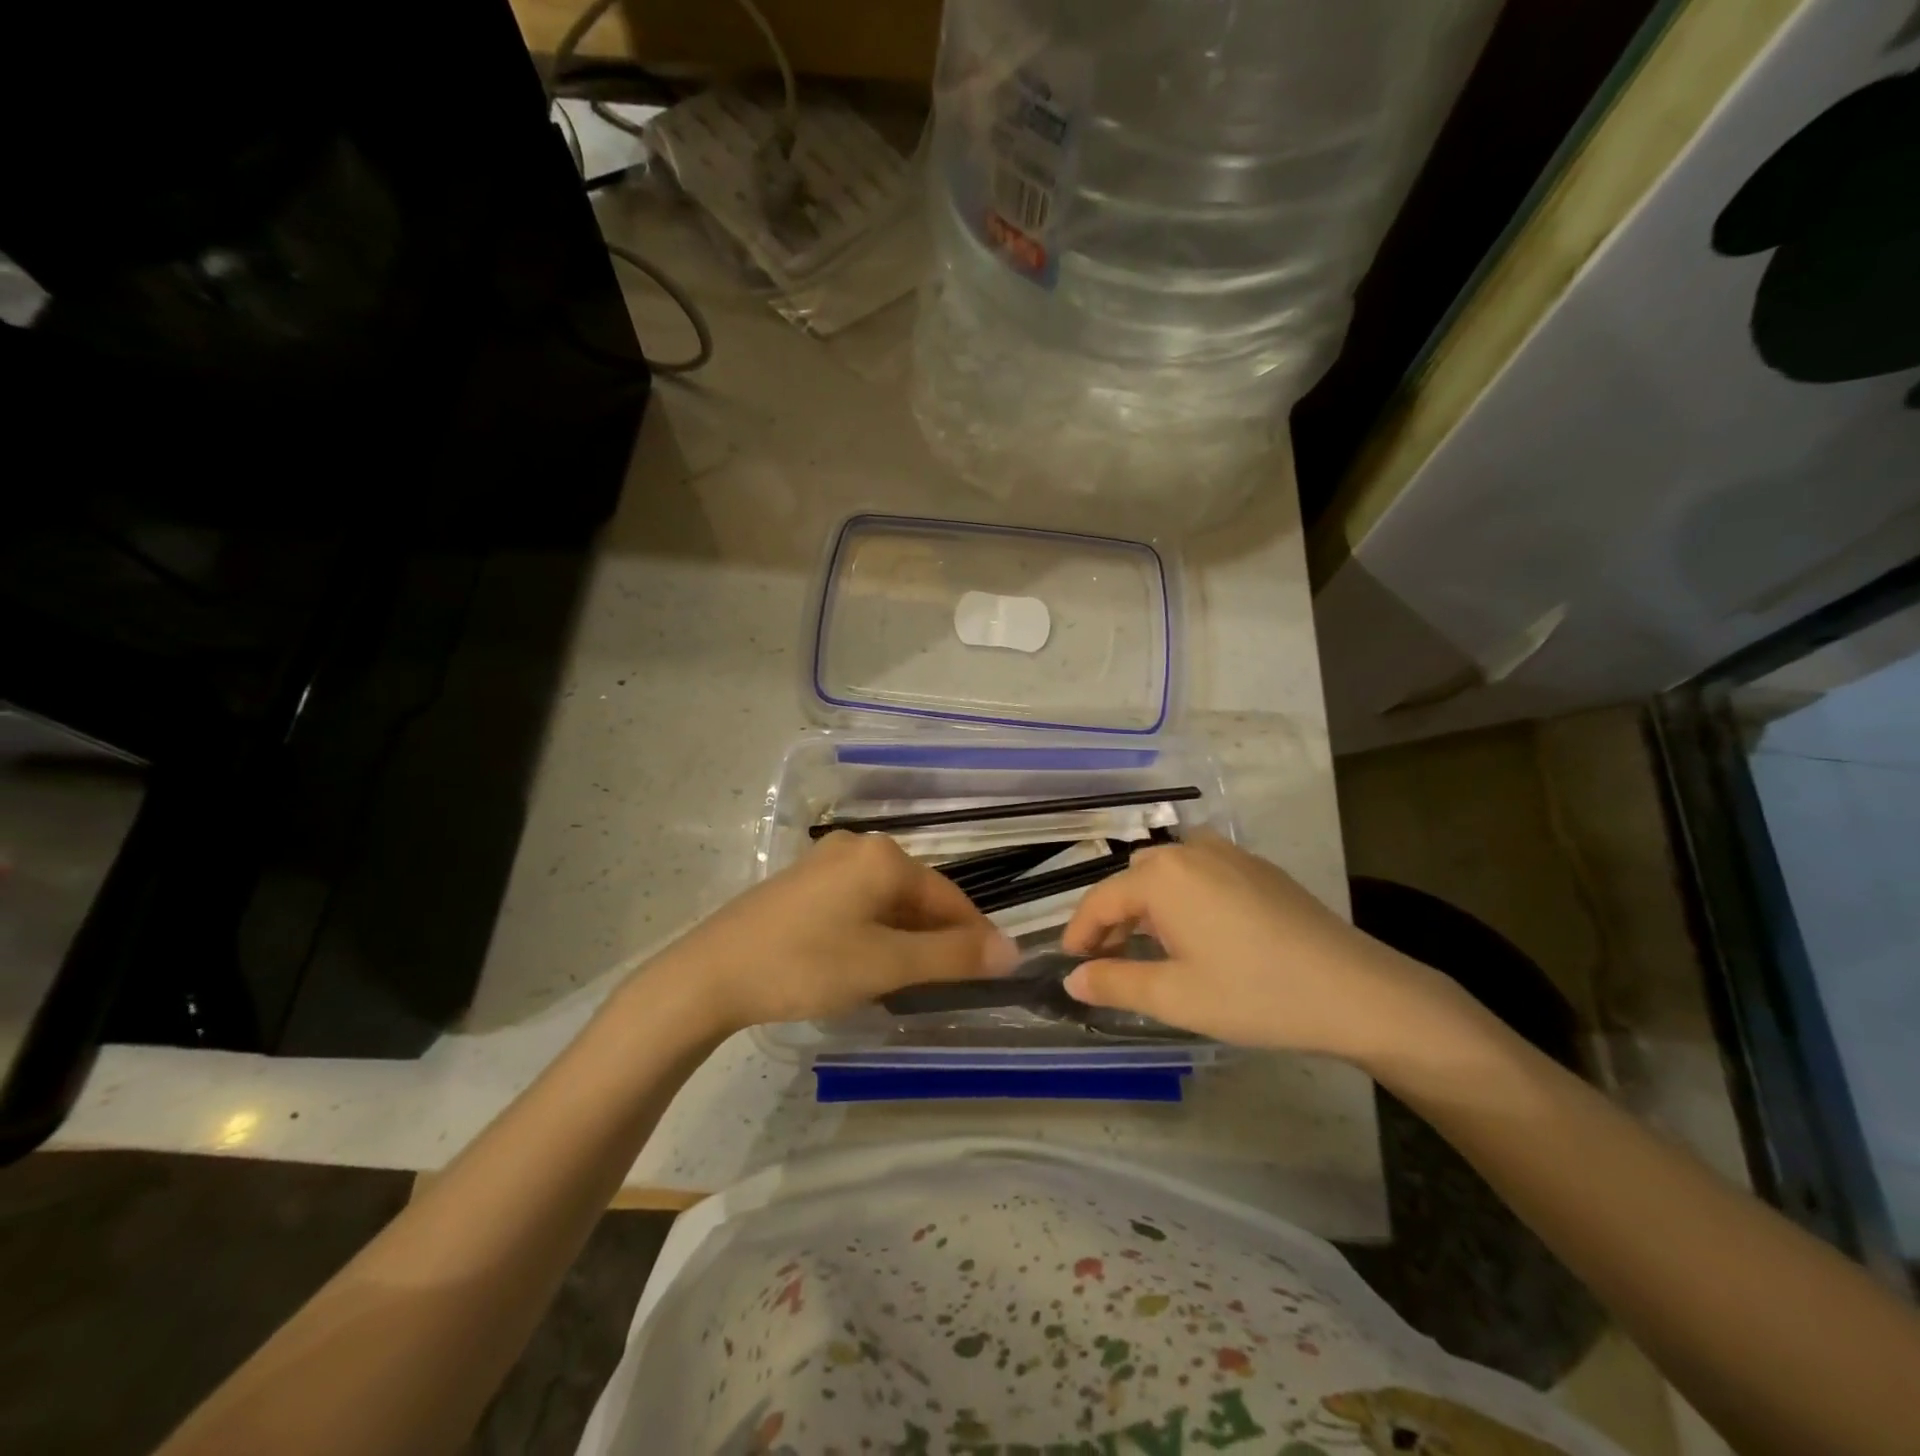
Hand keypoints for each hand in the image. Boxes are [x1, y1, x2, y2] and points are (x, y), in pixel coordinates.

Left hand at [648, 832, 1019, 1033]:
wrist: (710, 974)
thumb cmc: (808, 964)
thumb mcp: (887, 965)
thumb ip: (952, 957)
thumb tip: (1011, 951)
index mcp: (884, 856)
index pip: (950, 897)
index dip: (974, 936)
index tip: (993, 972)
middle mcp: (858, 846)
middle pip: (917, 896)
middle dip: (936, 939)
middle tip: (945, 986)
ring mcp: (826, 861)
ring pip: (886, 901)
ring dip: (905, 938)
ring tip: (907, 982)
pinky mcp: (802, 882)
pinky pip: (857, 903)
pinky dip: (873, 932)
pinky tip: (864, 963)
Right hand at [1060, 832, 1481, 1068]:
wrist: (1356, 990)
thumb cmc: (1255, 993)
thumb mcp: (1175, 996)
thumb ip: (1115, 983)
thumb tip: (1073, 979)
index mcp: (1161, 876)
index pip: (1100, 900)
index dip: (1080, 932)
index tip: (1071, 963)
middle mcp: (1189, 851)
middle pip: (1132, 880)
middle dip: (1114, 918)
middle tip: (1111, 960)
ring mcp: (1228, 853)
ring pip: (1166, 871)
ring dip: (1148, 904)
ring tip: (1153, 947)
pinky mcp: (1257, 867)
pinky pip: (1200, 871)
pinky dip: (1182, 895)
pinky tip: (1199, 932)